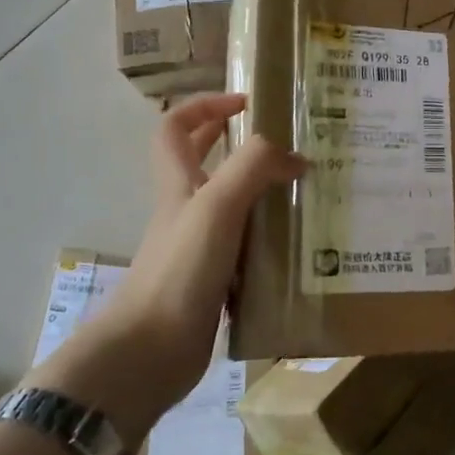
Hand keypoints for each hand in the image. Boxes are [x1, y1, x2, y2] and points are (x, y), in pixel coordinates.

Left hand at [28, 94, 303, 431]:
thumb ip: (254, 168)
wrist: (150, 352)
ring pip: (230, 204)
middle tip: (284, 140)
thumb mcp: (217, 206)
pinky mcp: (214, 280)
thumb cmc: (179, 270)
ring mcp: (199, 246)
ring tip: (304, 188)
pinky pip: (245, 244)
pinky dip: (268, 236)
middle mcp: (187, 209)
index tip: (247, 102)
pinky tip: (299, 241)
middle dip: (234, 141)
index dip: (205, 106)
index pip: (176, 127)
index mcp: (180, 183)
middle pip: (201, 161)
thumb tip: (296, 157)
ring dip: (261, 190)